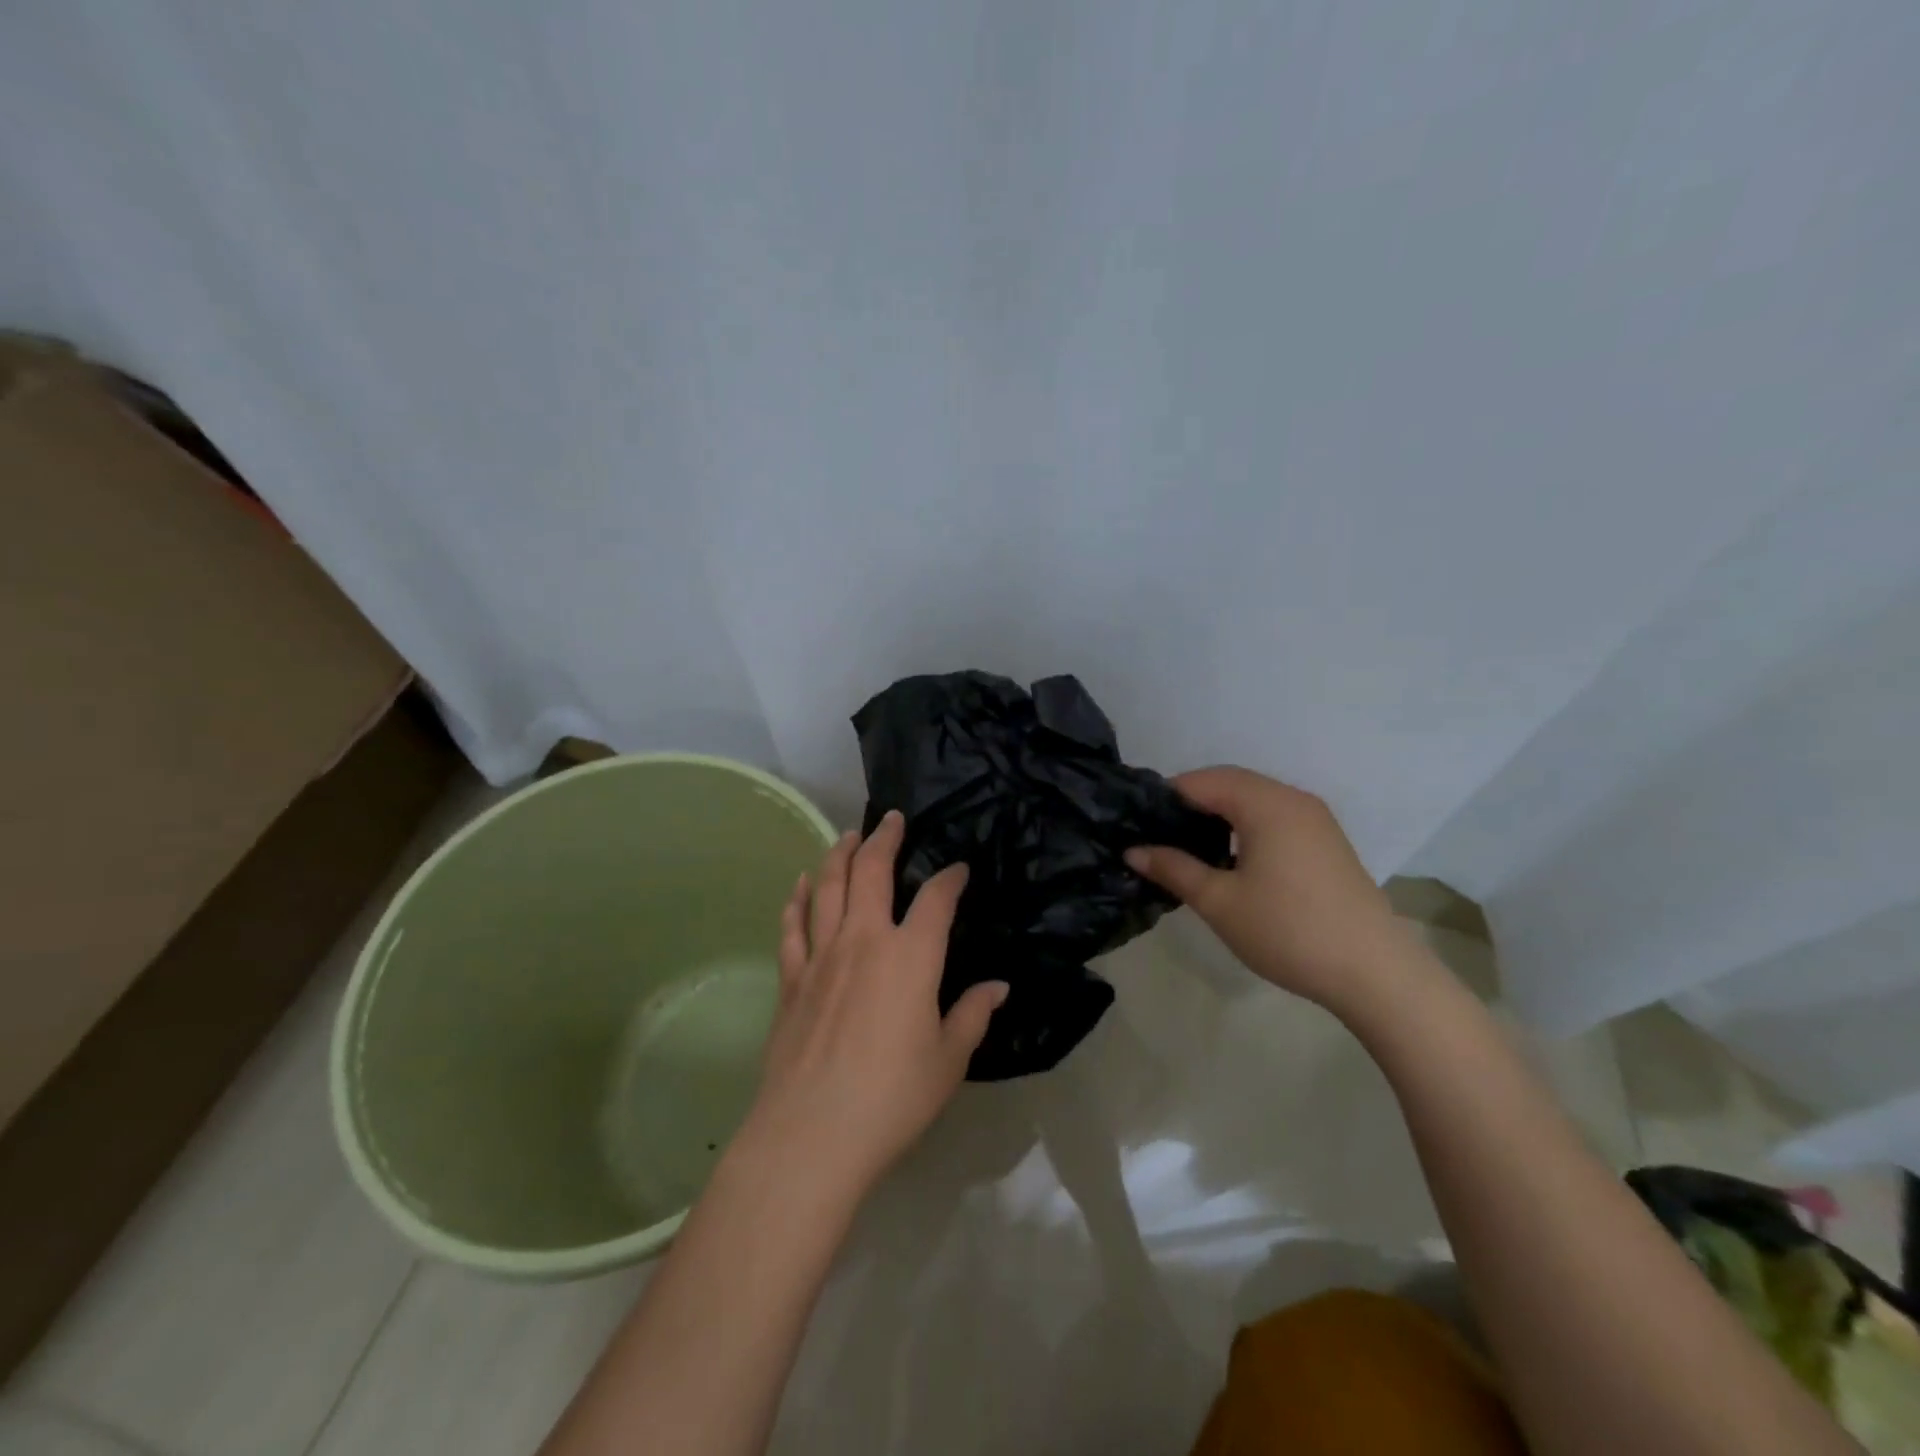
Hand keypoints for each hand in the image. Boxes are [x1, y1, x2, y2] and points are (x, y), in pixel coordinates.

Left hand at [737, 811, 1007, 1199]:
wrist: (812, 1133)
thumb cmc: (892, 1097)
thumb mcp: (948, 1060)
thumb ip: (973, 1015)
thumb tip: (998, 986)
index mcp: (910, 956)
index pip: (936, 899)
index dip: (951, 878)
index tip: (959, 870)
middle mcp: (864, 940)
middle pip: (871, 871)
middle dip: (884, 838)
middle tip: (892, 819)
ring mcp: (821, 955)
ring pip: (827, 886)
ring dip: (839, 854)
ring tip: (848, 836)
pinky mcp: (791, 979)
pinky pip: (792, 926)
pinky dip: (796, 900)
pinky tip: (799, 885)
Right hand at [1126, 766, 1419, 1013]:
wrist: (1375, 973)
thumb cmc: (1288, 931)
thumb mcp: (1219, 902)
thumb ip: (1173, 869)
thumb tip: (1133, 851)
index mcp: (1266, 804)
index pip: (1203, 781)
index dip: (1166, 797)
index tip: (1139, 824)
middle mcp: (1293, 799)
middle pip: (1230, 783)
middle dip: (1191, 803)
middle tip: (1158, 837)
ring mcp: (1315, 820)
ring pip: (1253, 800)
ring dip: (1219, 814)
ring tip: (1189, 849)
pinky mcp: (1326, 842)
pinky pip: (1274, 817)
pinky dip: (1245, 825)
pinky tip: (1231, 859)